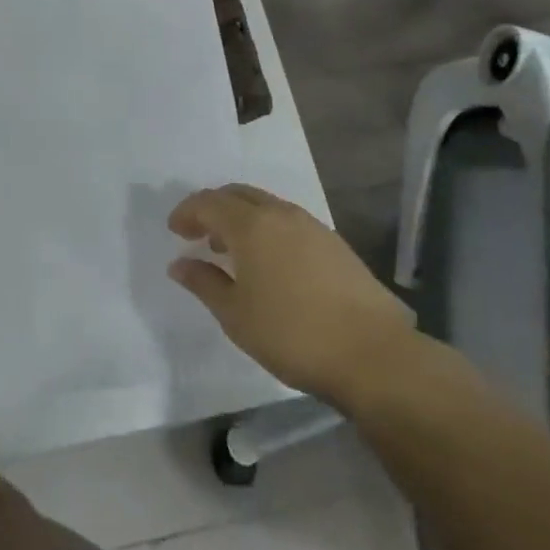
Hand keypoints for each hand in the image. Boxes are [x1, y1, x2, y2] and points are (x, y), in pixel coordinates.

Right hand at [169, 183, 418, 407]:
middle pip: (237, 194)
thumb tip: (179, 264)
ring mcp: (312, 226)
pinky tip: (270, 263)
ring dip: (242, 218)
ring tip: (232, 251)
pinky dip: (268, 229)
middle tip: (199, 234)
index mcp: (250, 225)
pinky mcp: (335, 243)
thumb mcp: (235, 315)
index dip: (187, 212)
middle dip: (213, 208)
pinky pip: (288, 221)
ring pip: (266, 205)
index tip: (175, 231)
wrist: (374, 355)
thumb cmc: (293, 334)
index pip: (208, 203)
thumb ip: (204, 283)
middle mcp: (280, 214)